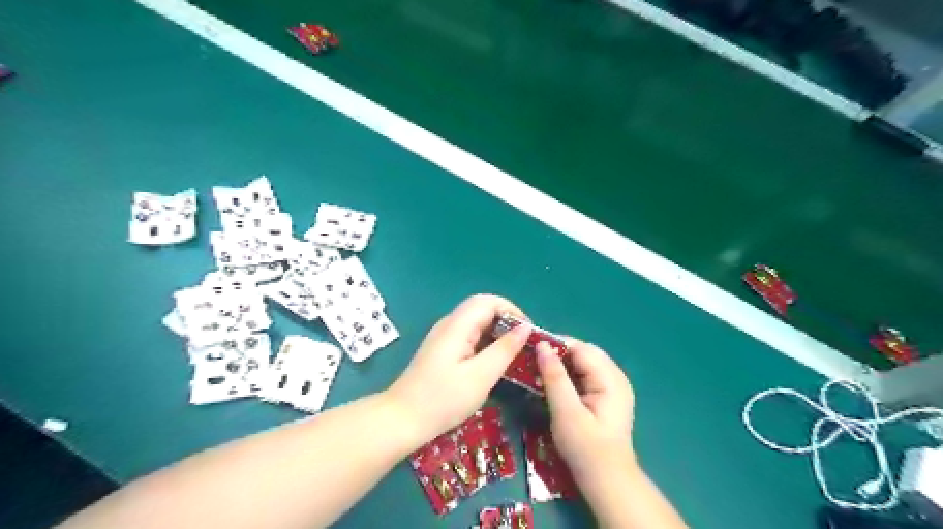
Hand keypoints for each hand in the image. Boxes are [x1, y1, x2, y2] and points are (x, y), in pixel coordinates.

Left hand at [384, 295, 528, 443]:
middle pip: (481, 309)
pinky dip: (485, 343)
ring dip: (497, 333)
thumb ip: (504, 349)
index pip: (488, 301)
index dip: (511, 310)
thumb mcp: (481, 376)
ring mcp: (443, 337)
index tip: (528, 331)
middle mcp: (449, 325)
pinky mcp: (442, 350)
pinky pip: (468, 336)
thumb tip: (525, 328)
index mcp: (457, 326)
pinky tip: (493, 362)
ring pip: (475, 323)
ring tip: (514, 353)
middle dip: (506, 321)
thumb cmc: (443, 399)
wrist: (401, 420)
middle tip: (524, 344)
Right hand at [534, 342, 637, 480]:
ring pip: (582, 364)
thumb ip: (554, 376)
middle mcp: (615, 377)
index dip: (555, 344)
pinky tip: (551, 384)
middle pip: (583, 353)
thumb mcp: (566, 412)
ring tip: (537, 370)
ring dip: (560, 365)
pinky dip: (567, 376)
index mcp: (611, 379)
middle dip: (557, 353)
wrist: (607, 482)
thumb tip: (541, 345)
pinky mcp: (605, 397)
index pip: (581, 348)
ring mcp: (612, 387)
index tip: (529, 347)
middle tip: (531, 360)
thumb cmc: (586, 449)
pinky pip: (584, 376)